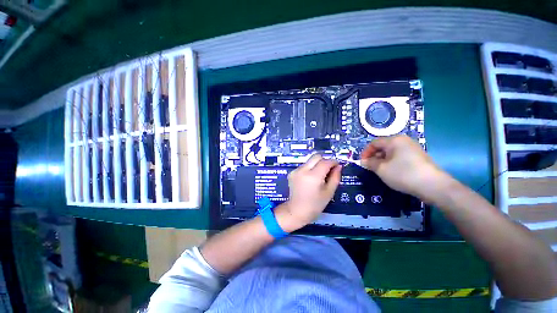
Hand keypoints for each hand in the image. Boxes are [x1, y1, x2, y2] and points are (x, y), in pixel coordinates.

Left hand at [275, 154, 341, 231]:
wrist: (296, 211)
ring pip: (309, 161)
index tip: (337, 165)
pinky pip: (303, 166)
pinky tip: (309, 179)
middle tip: (328, 169)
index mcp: (313, 176)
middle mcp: (303, 170)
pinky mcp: (291, 172)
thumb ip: (335, 177)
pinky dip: (309, 169)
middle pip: (316, 156)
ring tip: (319, 176)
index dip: (333, 162)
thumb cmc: (315, 205)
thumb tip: (338, 166)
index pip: (325, 162)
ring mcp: (296, 170)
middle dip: (324, 160)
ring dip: (316, 165)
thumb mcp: (329, 192)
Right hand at [360, 135, 450, 202]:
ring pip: (391, 152)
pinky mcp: (418, 157)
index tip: (362, 163)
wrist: (433, 186)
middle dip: (374, 156)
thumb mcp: (381, 169)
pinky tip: (392, 172)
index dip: (366, 152)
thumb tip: (363, 161)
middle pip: (383, 146)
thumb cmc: (403, 174)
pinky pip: (399, 156)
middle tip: (370, 168)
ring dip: (382, 160)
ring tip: (380, 171)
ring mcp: (412, 148)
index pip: (374, 143)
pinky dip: (392, 162)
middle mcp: (404, 141)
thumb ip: (370, 163)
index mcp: (394, 140)